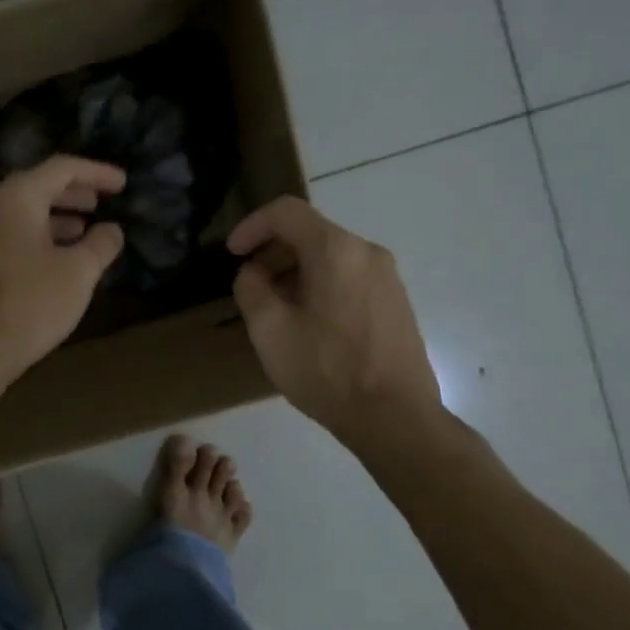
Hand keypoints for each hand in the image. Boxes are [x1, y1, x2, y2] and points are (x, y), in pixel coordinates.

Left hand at [0, 155, 126, 380]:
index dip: (96, 172)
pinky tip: (60, 257)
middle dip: (75, 192)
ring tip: (87, 229)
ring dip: (58, 216)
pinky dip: (41, 235)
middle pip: (38, 186)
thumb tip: (112, 229)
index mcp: (17, 199)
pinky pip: (13, 233)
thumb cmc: (31, 305)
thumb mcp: (78, 273)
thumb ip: (101, 244)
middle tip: (103, 201)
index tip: (123, 183)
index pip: (61, 169)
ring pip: (24, 213)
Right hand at [227, 197, 443, 442]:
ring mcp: (387, 277)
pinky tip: (310, 324)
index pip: (286, 212)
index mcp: (335, 250)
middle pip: (310, 233)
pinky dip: (321, 285)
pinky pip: (350, 277)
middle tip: (251, 288)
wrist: (396, 418)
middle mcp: (367, 252)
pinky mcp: (396, 301)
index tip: (232, 253)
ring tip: (277, 311)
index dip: (252, 226)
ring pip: (330, 257)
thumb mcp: (269, 330)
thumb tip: (255, 272)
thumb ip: (251, 288)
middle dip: (273, 253)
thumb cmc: (327, 370)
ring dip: (296, 272)